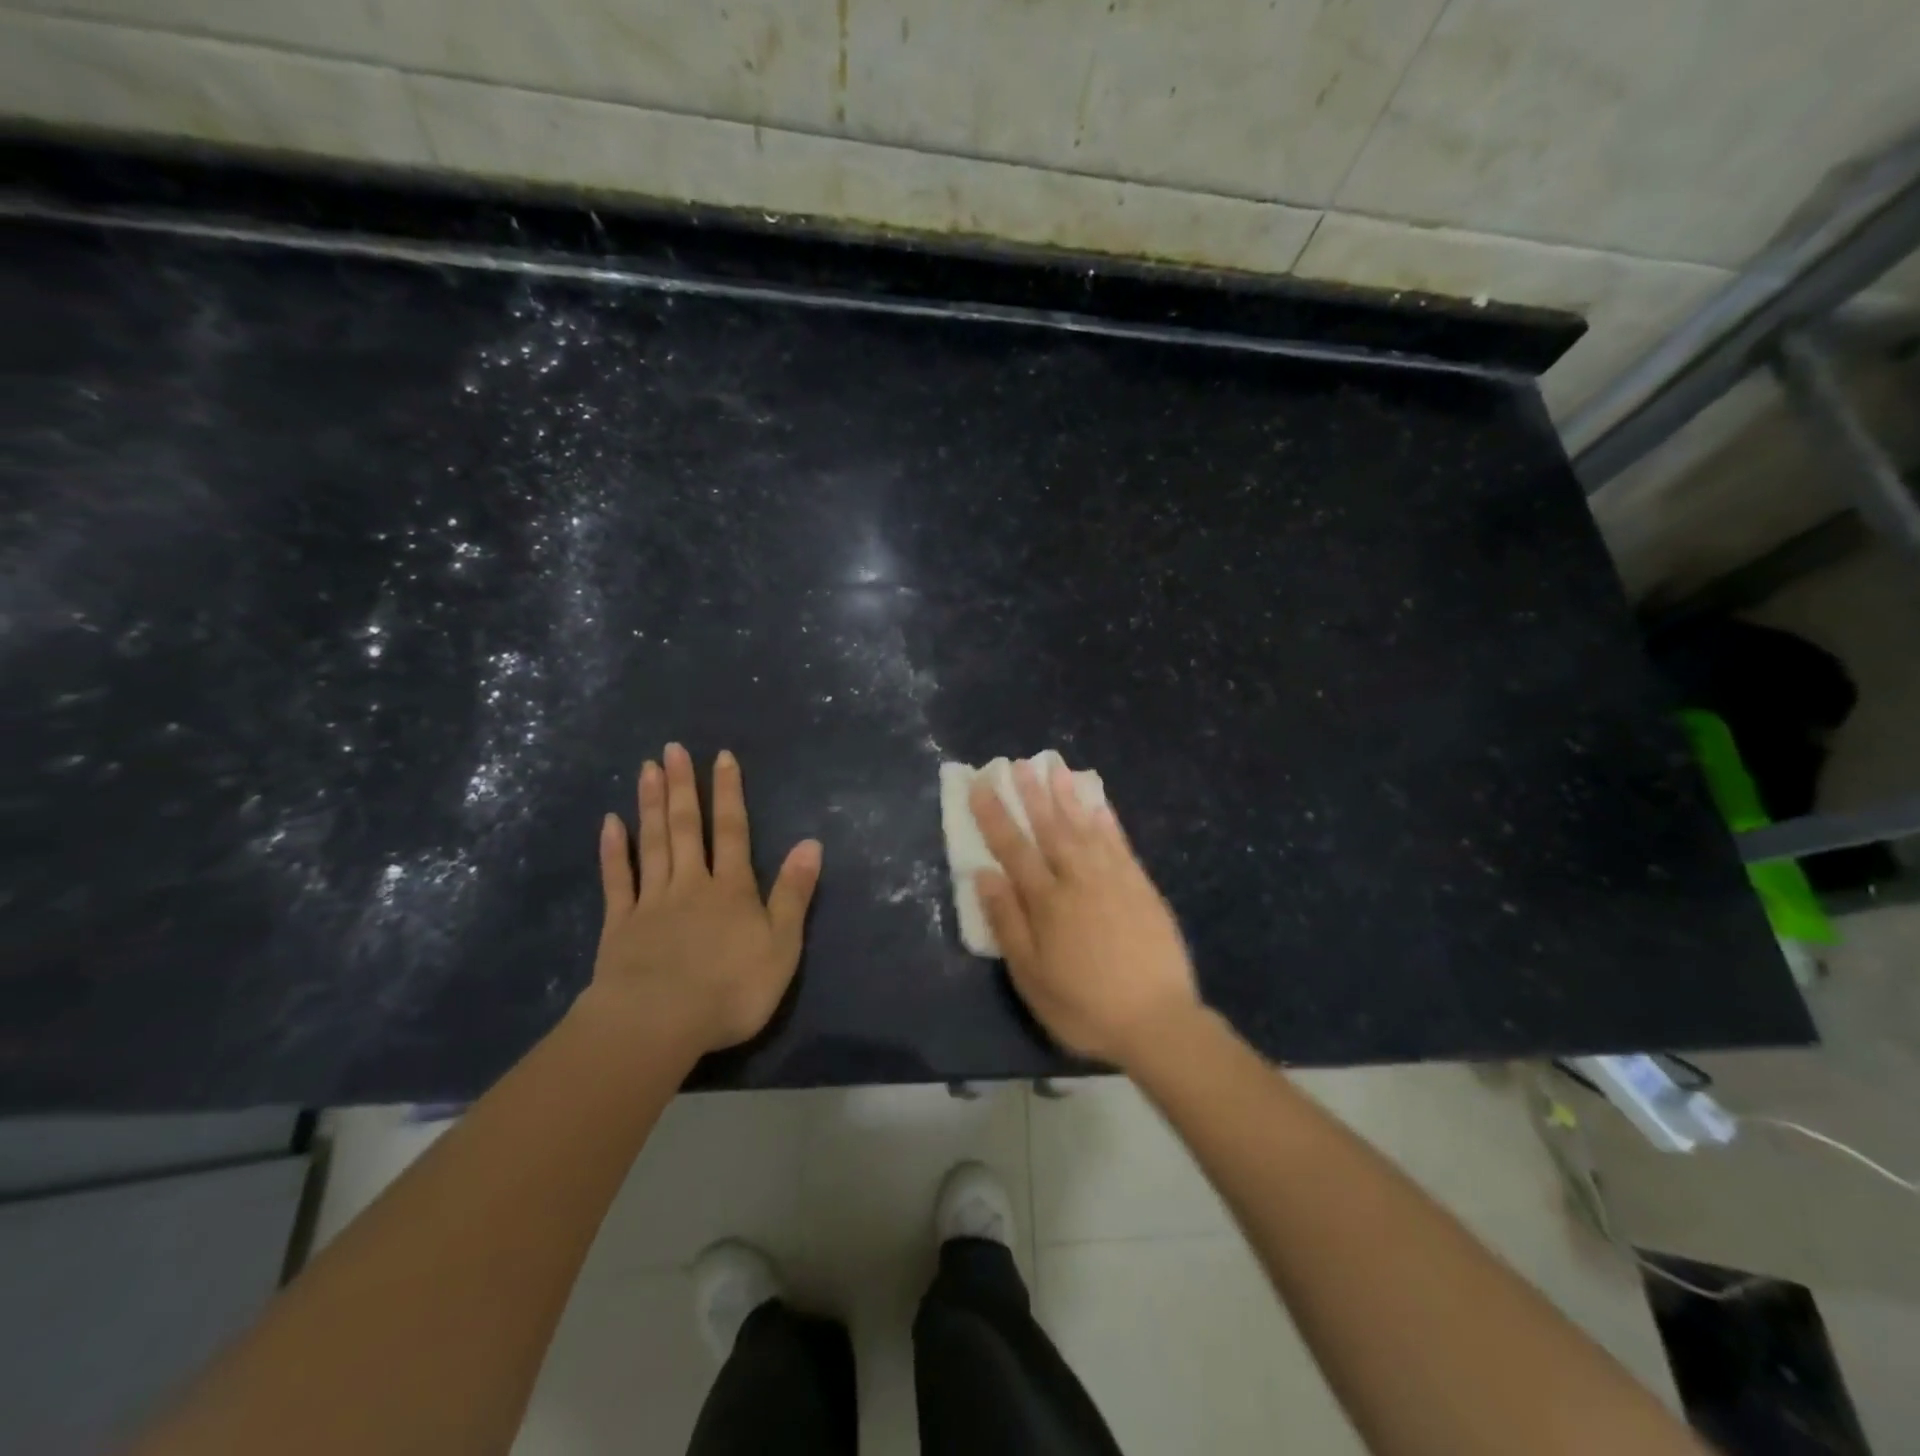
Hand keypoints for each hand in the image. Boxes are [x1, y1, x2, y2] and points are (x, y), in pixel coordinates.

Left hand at [585, 743, 822, 1054]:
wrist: (658, 1023)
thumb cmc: (731, 989)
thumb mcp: (782, 945)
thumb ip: (794, 893)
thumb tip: (811, 843)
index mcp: (732, 889)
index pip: (732, 830)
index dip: (729, 793)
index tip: (721, 757)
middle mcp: (691, 884)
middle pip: (686, 828)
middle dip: (682, 787)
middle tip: (672, 749)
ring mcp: (651, 902)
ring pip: (652, 844)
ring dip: (650, 805)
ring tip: (647, 769)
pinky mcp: (620, 926)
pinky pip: (617, 880)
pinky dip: (614, 851)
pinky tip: (611, 823)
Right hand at [970, 758, 1199, 1068]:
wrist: (1157, 1021)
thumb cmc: (1084, 1006)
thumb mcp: (1031, 977)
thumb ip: (1007, 922)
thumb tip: (984, 875)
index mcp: (1047, 902)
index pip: (1014, 848)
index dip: (995, 815)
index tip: (981, 785)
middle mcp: (1078, 879)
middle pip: (1050, 828)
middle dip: (1031, 794)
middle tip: (1018, 763)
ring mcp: (1113, 879)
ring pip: (1085, 827)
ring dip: (1068, 796)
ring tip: (1055, 767)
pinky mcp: (1141, 885)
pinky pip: (1120, 842)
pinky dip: (1107, 820)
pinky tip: (1098, 803)